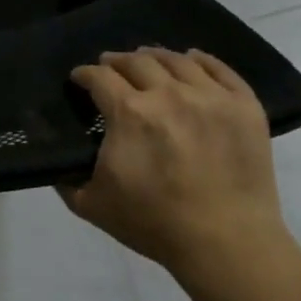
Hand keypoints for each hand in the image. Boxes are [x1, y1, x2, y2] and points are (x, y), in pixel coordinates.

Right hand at [61, 48, 295, 282]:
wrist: (227, 244)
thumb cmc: (155, 225)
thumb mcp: (93, 206)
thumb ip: (66, 181)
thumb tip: (56, 165)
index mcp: (130, 113)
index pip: (99, 77)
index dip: (84, 74)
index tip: (80, 78)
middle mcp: (169, 93)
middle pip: (136, 61)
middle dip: (117, 61)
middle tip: (111, 67)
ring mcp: (211, 96)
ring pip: (177, 60)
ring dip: (154, 56)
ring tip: (148, 60)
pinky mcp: (244, 105)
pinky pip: (219, 68)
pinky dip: (201, 60)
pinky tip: (191, 60)